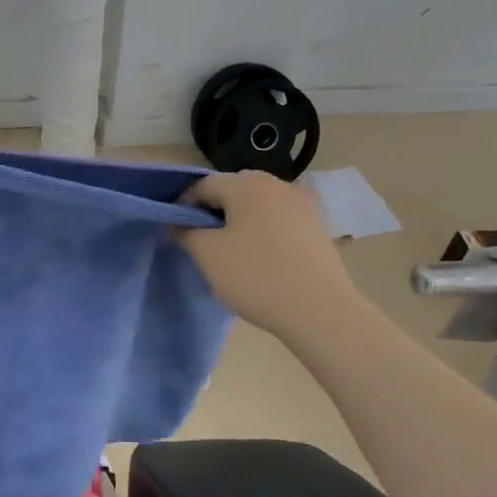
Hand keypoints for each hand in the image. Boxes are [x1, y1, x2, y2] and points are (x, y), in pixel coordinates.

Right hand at [179, 171, 362, 339]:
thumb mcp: (209, 255)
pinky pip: (280, 220)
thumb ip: (186, 232)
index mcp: (248, 185)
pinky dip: (264, 231)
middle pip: (234, 190)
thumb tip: (178, 222)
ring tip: (231, 252)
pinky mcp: (318, 227)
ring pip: (258, 205)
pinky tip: (261, 258)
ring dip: (240, 221)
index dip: (183, 206)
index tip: (176, 232)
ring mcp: (303, 205)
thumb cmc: (257, 277)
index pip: (204, 185)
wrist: (321, 311)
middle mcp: (278, 185)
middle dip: (214, 211)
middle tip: (203, 242)